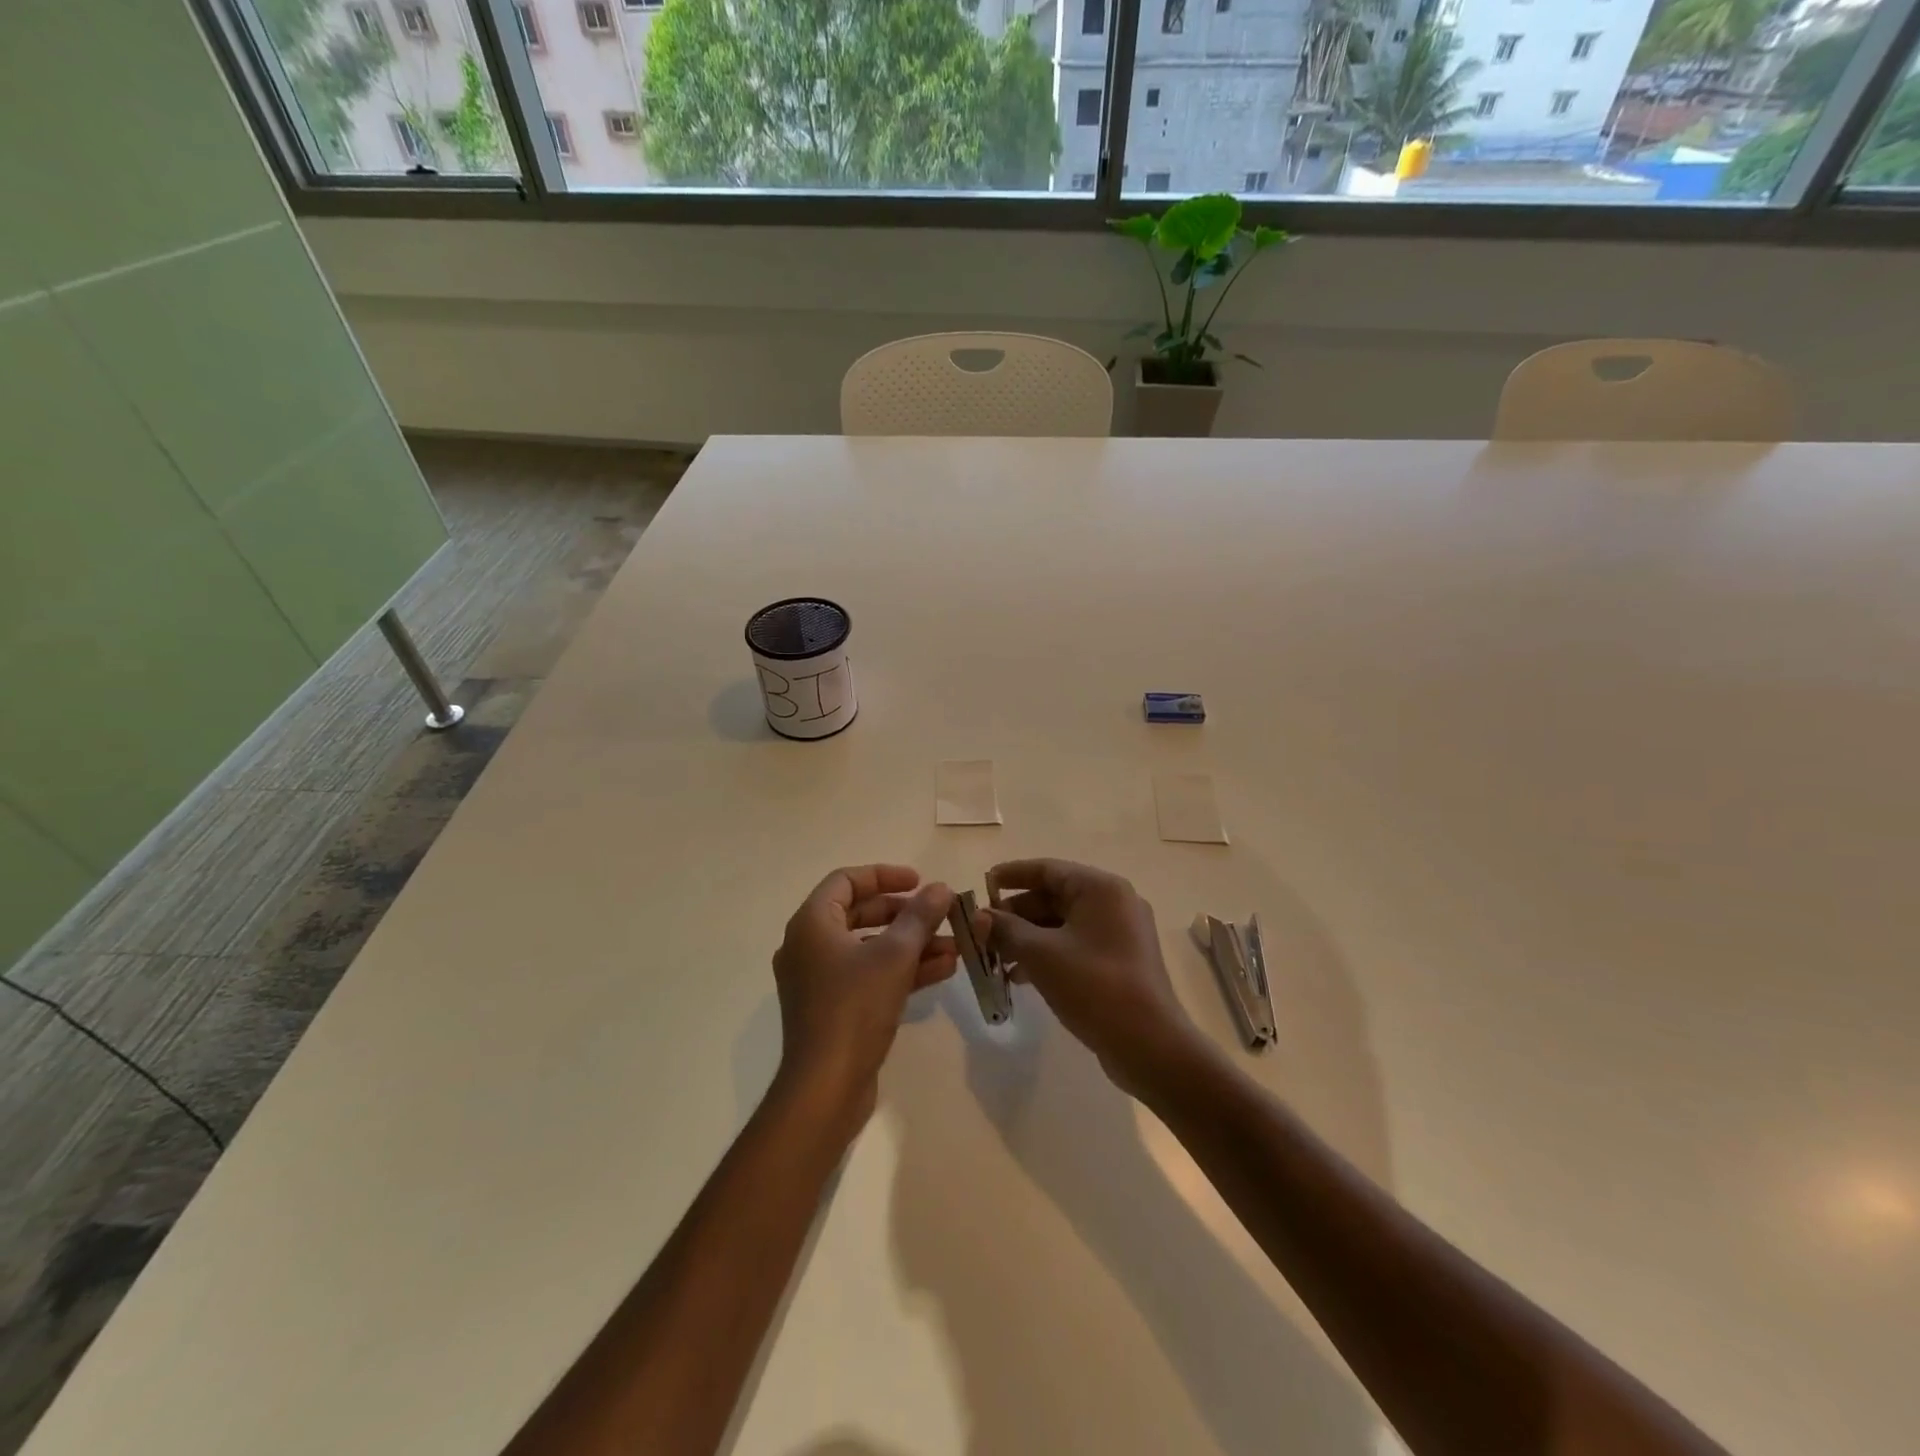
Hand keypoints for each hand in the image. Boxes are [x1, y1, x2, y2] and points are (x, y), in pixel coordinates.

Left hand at [771, 865, 956, 1126]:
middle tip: (938, 913)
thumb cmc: (855, 1007)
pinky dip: (901, 970)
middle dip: (905, 913)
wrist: (825, 1087)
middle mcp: (809, 946)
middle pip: (860, 913)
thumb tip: (941, 888)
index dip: (885, 875)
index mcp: (812, 923)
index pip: (846, 881)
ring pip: (870, 947)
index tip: (920, 881)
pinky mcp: (833, 1009)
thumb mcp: (894, 955)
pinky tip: (943, 970)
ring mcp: (819, 980)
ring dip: (911, 944)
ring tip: (954, 945)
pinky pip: (869, 976)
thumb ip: (919, 917)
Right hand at [983, 859, 1203, 1100]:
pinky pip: (1075, 945)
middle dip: (1015, 914)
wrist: (1149, 1045)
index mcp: (1100, 888)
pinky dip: (1048, 954)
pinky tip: (1020, 977)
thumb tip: (979, 918)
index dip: (1011, 876)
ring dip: (1027, 938)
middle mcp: (1114, 902)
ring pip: (1063, 924)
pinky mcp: (1119, 961)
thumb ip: (1006, 929)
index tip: (981, 888)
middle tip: (982, 933)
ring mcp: (1120, 933)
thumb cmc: (1094, 986)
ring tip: (995, 959)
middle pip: (1054, 896)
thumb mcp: (1041, 954)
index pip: (1047, 869)